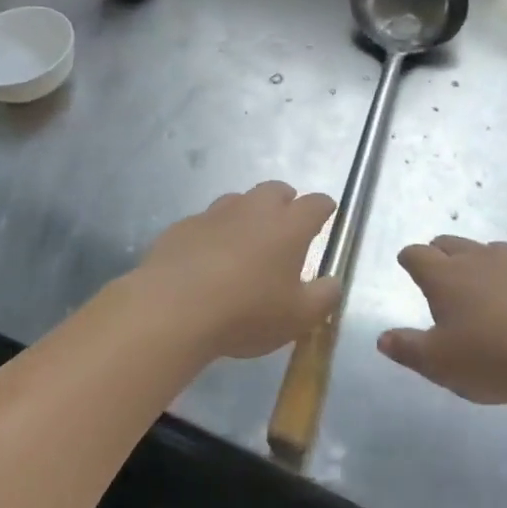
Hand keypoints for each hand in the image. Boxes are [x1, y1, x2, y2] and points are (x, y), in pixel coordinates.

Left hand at [133, 182, 339, 360]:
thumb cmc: (246, 312)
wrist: (173, 309)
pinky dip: (214, 233)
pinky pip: (206, 222)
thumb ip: (323, 298)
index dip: (324, 208)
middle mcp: (253, 209)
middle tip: (286, 224)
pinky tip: (207, 258)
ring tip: (246, 242)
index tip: (327, 214)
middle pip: (275, 190)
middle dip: (286, 201)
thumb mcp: (298, 318)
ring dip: (248, 214)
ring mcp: (215, 213)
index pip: (316, 204)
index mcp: (288, 226)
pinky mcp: (183, 226)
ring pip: (238, 201)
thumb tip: (333, 282)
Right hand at [379, 236, 506, 404]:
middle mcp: (479, 259)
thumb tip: (382, 338)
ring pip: (492, 251)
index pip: (417, 255)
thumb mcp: (440, 364)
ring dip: (482, 263)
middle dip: (441, 253)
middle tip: (441, 272)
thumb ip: (408, 349)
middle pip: (451, 243)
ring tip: (485, 287)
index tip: (407, 265)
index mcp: (446, 276)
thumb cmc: (492, 360)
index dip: (409, 259)